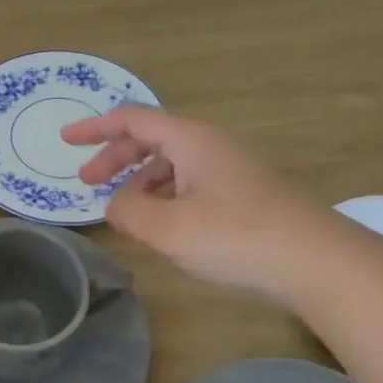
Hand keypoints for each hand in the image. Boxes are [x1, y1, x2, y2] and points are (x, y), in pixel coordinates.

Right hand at [63, 106, 327, 302]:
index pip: (132, 119)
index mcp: (190, 140)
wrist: (318, 262)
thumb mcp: (168, 229)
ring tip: (123, 209)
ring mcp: (231, 168)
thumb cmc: (235, 237)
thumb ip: (129, 212)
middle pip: (151, 139)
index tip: (65, 141)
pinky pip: (191, 181)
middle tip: (86, 183)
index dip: (95, 128)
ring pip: (172, 162)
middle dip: (114, 157)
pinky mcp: (245, 193)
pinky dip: (164, 194)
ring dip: (140, 179)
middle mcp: (211, 145)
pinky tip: (162, 222)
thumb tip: (115, 204)